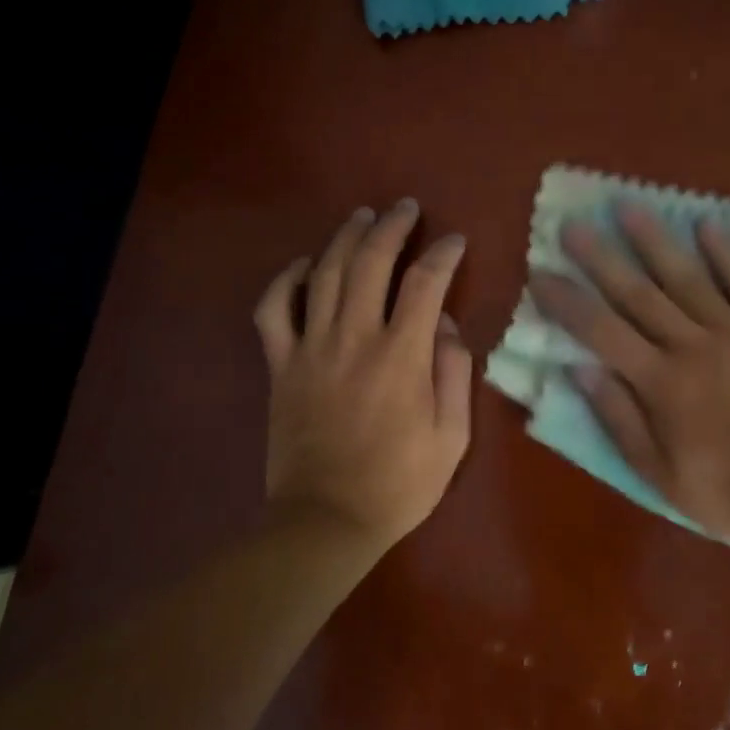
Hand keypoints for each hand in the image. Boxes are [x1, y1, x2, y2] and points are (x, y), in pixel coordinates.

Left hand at [254, 200, 471, 552]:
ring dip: (344, 238)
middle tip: (406, 208)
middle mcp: (354, 338)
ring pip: (323, 273)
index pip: (425, 283)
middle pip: (370, 262)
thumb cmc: (399, 484)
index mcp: (401, 356)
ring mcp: (310, 348)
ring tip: (362, 217)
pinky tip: (302, 265)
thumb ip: (453, 373)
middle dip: (392, 227)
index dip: (443, 254)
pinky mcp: (280, 366)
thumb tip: (443, 323)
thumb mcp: (451, 437)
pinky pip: (273, 310)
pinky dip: (284, 280)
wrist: (326, 520)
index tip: (455, 241)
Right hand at [529, 203, 729, 549]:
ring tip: (628, 207)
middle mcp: (693, 346)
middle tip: (573, 223)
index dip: (567, 301)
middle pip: (638, 293)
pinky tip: (705, 226)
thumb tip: (579, 370)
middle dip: (601, 257)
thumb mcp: (660, 475)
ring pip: (687, 277)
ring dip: (654, 240)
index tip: (540, 273)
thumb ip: (620, 419)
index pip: (601, 331)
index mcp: (661, 383)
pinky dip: (724, 253)